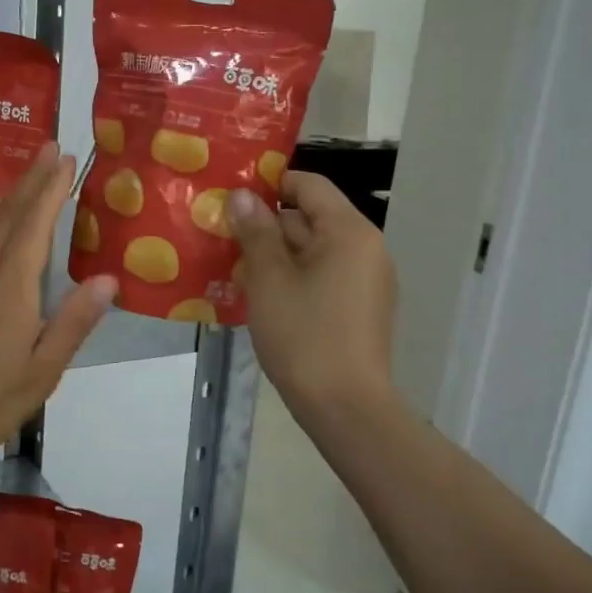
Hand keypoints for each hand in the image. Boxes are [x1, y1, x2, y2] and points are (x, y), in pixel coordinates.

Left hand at [0, 143, 117, 471]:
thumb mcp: (41, 371)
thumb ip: (72, 323)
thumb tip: (107, 279)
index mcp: (11, 287)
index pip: (34, 225)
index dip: (51, 190)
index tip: (66, 159)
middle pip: (9, 215)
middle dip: (32, 179)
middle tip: (50, 147)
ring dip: (11, 195)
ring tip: (27, 174)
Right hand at [229, 173, 396, 421]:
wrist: (345, 407)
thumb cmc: (304, 335)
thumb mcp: (269, 279)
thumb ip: (255, 231)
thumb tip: (242, 195)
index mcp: (349, 232)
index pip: (309, 185)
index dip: (270, 185)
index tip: (232, 199)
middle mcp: (366, 248)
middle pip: (310, 218)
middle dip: (266, 227)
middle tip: (223, 239)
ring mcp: (368, 280)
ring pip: (314, 251)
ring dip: (276, 256)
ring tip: (235, 271)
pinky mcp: (361, 308)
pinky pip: (324, 277)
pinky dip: (294, 279)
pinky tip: (263, 299)